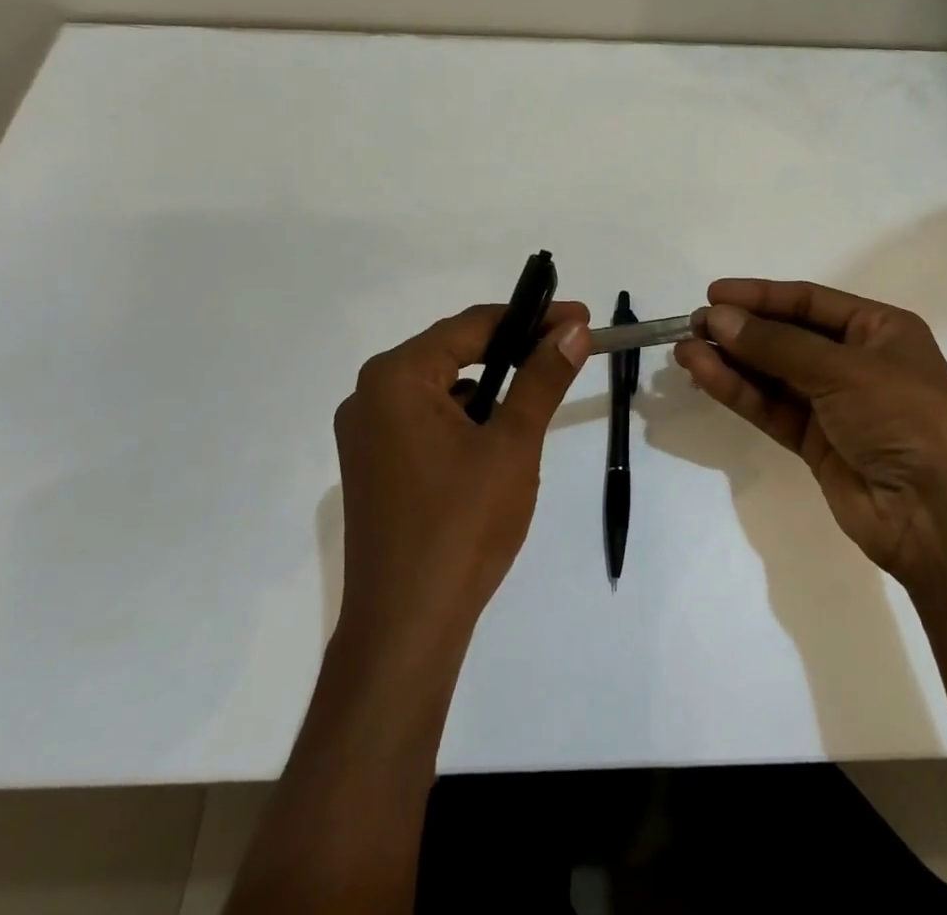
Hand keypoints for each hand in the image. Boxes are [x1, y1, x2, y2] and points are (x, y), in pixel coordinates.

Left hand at [333, 302, 589, 650]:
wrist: (407, 628)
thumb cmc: (462, 525)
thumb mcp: (513, 443)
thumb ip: (542, 378)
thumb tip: (572, 329)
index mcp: (396, 378)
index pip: (472, 326)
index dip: (531, 317)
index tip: (579, 317)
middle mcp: (371, 395)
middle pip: (453, 350)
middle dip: (513, 346)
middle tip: (566, 346)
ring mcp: (367, 433)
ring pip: (442, 385)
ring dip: (491, 382)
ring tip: (539, 387)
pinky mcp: (376, 464)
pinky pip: (427, 417)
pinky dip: (467, 415)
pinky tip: (499, 435)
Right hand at [674, 279, 946, 585]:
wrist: (939, 515)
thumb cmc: (904, 417)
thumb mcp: (843, 369)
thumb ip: (776, 344)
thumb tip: (717, 319)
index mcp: (880, 330)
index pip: (809, 302)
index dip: (761, 296)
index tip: (713, 295)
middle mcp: (857, 362)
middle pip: (788, 337)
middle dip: (741, 330)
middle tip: (693, 325)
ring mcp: (835, 405)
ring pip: (773, 374)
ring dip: (731, 361)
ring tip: (684, 351)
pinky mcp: (816, 443)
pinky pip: (771, 408)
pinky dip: (739, 392)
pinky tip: (704, 375)